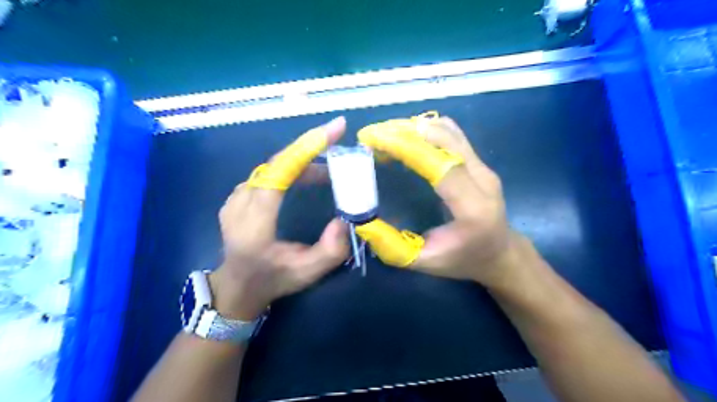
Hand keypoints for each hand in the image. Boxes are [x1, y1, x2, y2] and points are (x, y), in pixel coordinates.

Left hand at [209, 117, 351, 319]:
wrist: (237, 286)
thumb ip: (330, 250)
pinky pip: (268, 173)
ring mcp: (235, 196)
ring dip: (303, 162)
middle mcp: (240, 202)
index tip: (336, 129)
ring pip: (274, 166)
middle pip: (278, 163)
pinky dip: (291, 168)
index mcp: (254, 222)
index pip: (280, 172)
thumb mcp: (307, 273)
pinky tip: (307, 177)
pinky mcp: (238, 195)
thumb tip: (344, 219)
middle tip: (339, 142)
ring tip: (329, 174)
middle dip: (311, 148)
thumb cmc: (272, 279)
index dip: (307, 148)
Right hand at [359, 115, 521, 286]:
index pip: (441, 166)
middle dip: (404, 131)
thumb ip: (392, 247)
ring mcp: (484, 167)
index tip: (375, 140)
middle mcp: (483, 180)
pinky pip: (452, 134)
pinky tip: (405, 136)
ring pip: (449, 131)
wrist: (500, 253)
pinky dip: (426, 129)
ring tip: (384, 134)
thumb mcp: (424, 263)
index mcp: (473, 209)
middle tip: (372, 135)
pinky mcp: (479, 161)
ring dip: (413, 127)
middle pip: (445, 140)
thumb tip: (361, 223)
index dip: (407, 147)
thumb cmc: (462, 261)